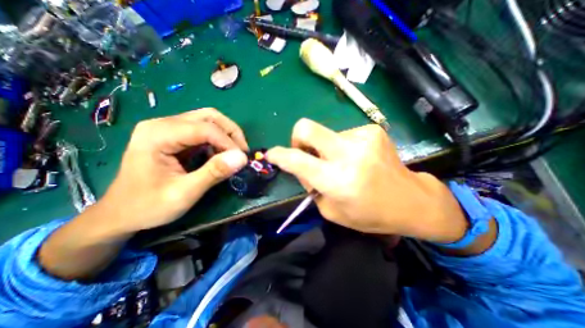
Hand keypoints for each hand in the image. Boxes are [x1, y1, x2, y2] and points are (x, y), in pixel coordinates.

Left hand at [97, 108, 246, 232]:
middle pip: (209, 116)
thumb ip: (214, 173)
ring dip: (227, 135)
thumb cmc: (148, 205)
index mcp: (158, 134)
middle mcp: (163, 124)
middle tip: (242, 153)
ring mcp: (168, 128)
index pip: (205, 128)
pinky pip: (204, 130)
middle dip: (231, 133)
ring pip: (209, 120)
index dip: (229, 143)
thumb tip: (242, 158)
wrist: (121, 213)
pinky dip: (218, 141)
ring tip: (233, 154)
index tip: (242, 160)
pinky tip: (219, 155)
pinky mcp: (174, 136)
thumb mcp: (184, 193)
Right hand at [267, 118, 469, 243]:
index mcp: (337, 180)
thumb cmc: (369, 213)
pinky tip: (357, 159)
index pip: (297, 160)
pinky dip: (343, 147)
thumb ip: (311, 186)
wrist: (411, 200)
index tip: (272, 154)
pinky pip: (343, 135)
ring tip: (342, 164)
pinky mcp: (373, 130)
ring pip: (326, 134)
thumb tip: (301, 166)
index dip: (279, 155)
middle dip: (298, 137)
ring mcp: (363, 138)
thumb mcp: (332, 210)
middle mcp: (349, 154)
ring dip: (326, 148)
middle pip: (307, 128)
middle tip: (305, 152)